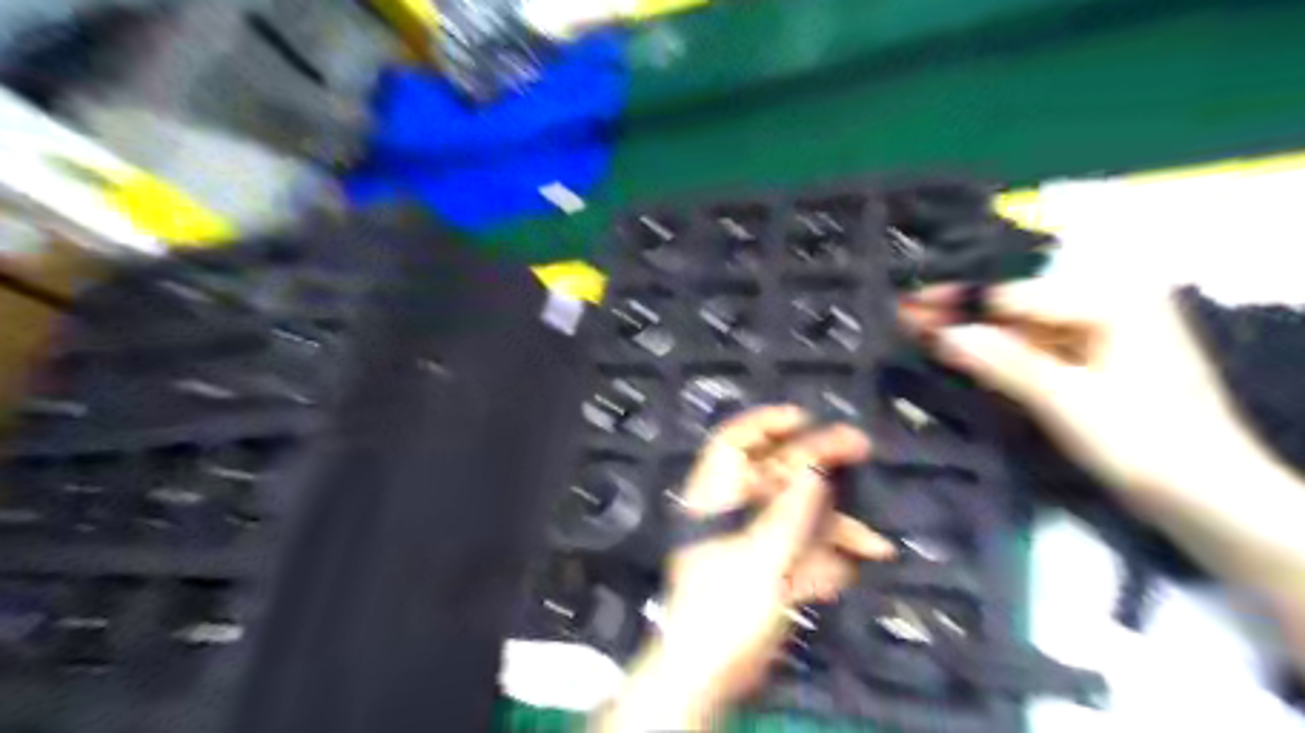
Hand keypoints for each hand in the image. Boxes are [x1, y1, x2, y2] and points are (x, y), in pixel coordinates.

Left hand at [600, 403, 897, 729]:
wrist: (711, 675)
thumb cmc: (725, 606)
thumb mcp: (762, 554)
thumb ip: (791, 510)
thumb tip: (815, 466)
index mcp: (716, 497)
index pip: (733, 442)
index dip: (765, 422)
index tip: (804, 416)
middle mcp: (734, 510)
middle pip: (776, 473)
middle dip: (819, 464)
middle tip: (859, 447)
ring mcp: (753, 540)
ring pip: (797, 515)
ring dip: (835, 528)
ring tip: (875, 541)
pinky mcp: (768, 568)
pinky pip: (801, 551)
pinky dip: (825, 561)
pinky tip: (851, 573)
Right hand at [900, 277, 1251, 507]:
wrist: (1210, 500)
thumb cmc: (1144, 443)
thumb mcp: (1066, 400)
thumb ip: (1002, 361)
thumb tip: (942, 334)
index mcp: (1113, 298)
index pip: (1016, 296)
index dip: (957, 303)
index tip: (906, 306)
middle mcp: (1110, 304)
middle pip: (1017, 309)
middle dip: (961, 317)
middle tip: (905, 317)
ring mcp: (1104, 334)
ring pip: (1023, 330)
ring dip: (975, 336)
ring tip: (921, 334)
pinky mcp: (1097, 363)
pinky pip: (1037, 352)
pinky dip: (1000, 357)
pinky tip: (962, 354)